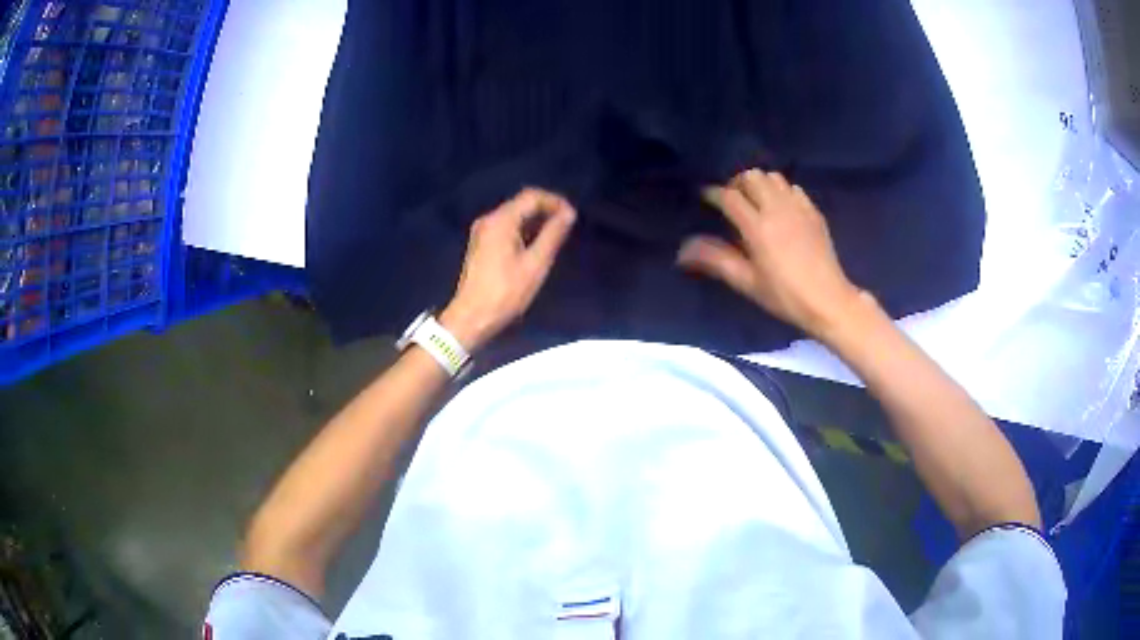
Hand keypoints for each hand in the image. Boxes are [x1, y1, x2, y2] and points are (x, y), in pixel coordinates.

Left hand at [441, 188, 576, 350]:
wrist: (472, 317)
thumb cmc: (505, 292)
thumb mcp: (535, 264)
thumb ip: (553, 235)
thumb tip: (569, 213)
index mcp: (501, 220)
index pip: (532, 196)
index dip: (555, 202)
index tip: (572, 217)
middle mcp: (489, 219)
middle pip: (522, 204)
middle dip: (546, 211)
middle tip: (567, 227)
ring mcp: (482, 232)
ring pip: (514, 216)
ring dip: (536, 222)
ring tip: (555, 237)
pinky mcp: (481, 245)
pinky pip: (506, 228)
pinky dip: (524, 231)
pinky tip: (535, 246)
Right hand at [677, 169, 861, 339]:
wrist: (828, 300)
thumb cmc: (784, 296)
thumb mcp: (747, 282)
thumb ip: (716, 260)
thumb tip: (683, 249)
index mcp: (757, 227)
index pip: (729, 196)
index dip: (713, 194)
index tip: (706, 199)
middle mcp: (777, 209)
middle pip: (751, 177)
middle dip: (737, 184)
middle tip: (733, 201)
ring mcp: (798, 208)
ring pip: (773, 177)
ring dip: (760, 184)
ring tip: (756, 202)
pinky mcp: (814, 212)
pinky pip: (793, 188)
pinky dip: (781, 191)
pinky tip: (780, 209)